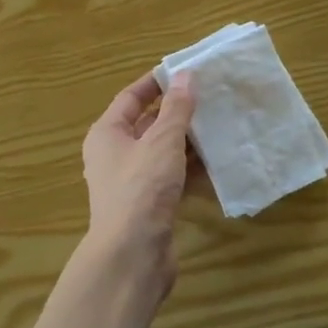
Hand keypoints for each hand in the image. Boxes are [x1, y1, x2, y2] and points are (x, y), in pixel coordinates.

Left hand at [80, 71, 196, 288]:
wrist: (132, 255)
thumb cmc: (141, 188)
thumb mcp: (162, 141)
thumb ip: (176, 108)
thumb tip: (185, 75)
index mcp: (107, 134)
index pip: (130, 98)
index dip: (155, 83)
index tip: (184, 72)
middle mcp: (115, 155)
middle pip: (147, 125)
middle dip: (177, 113)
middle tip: (211, 98)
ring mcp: (132, 182)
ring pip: (162, 152)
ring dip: (188, 141)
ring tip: (220, 125)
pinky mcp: (149, 205)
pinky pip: (172, 178)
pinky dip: (190, 169)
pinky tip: (217, 162)